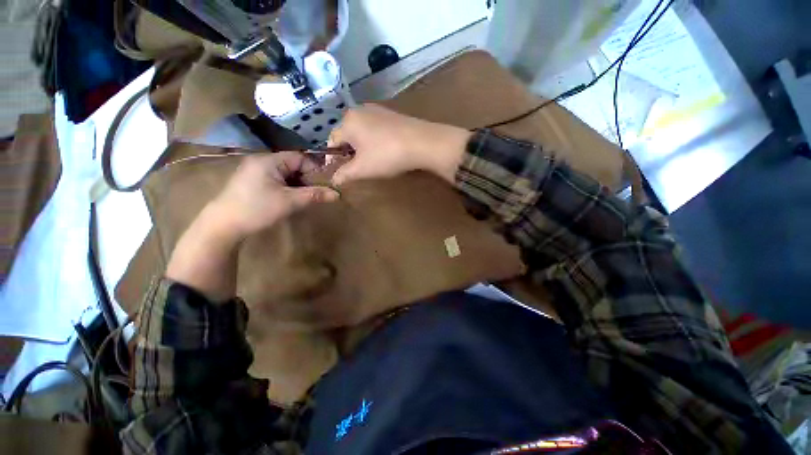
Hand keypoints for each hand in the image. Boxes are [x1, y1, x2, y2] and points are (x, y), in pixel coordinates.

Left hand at [208, 151, 337, 239]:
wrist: (223, 226)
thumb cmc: (257, 209)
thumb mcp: (290, 202)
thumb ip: (314, 195)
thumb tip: (337, 194)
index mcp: (269, 161)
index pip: (299, 157)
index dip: (314, 169)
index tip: (323, 185)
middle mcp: (261, 162)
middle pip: (292, 165)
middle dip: (306, 179)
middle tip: (315, 193)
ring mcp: (254, 172)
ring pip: (285, 174)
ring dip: (298, 185)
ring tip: (305, 198)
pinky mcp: (252, 183)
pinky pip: (276, 181)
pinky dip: (287, 188)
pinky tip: (290, 200)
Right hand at [328, 104, 471, 185]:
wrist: (423, 143)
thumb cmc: (387, 155)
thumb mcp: (362, 169)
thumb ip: (344, 174)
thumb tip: (333, 180)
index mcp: (348, 121)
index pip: (332, 140)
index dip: (333, 158)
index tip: (338, 172)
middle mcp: (360, 110)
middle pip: (347, 135)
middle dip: (348, 152)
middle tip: (356, 168)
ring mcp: (378, 110)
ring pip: (362, 132)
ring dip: (362, 147)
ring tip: (371, 161)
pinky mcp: (392, 115)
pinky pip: (376, 129)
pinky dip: (375, 141)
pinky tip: (384, 151)